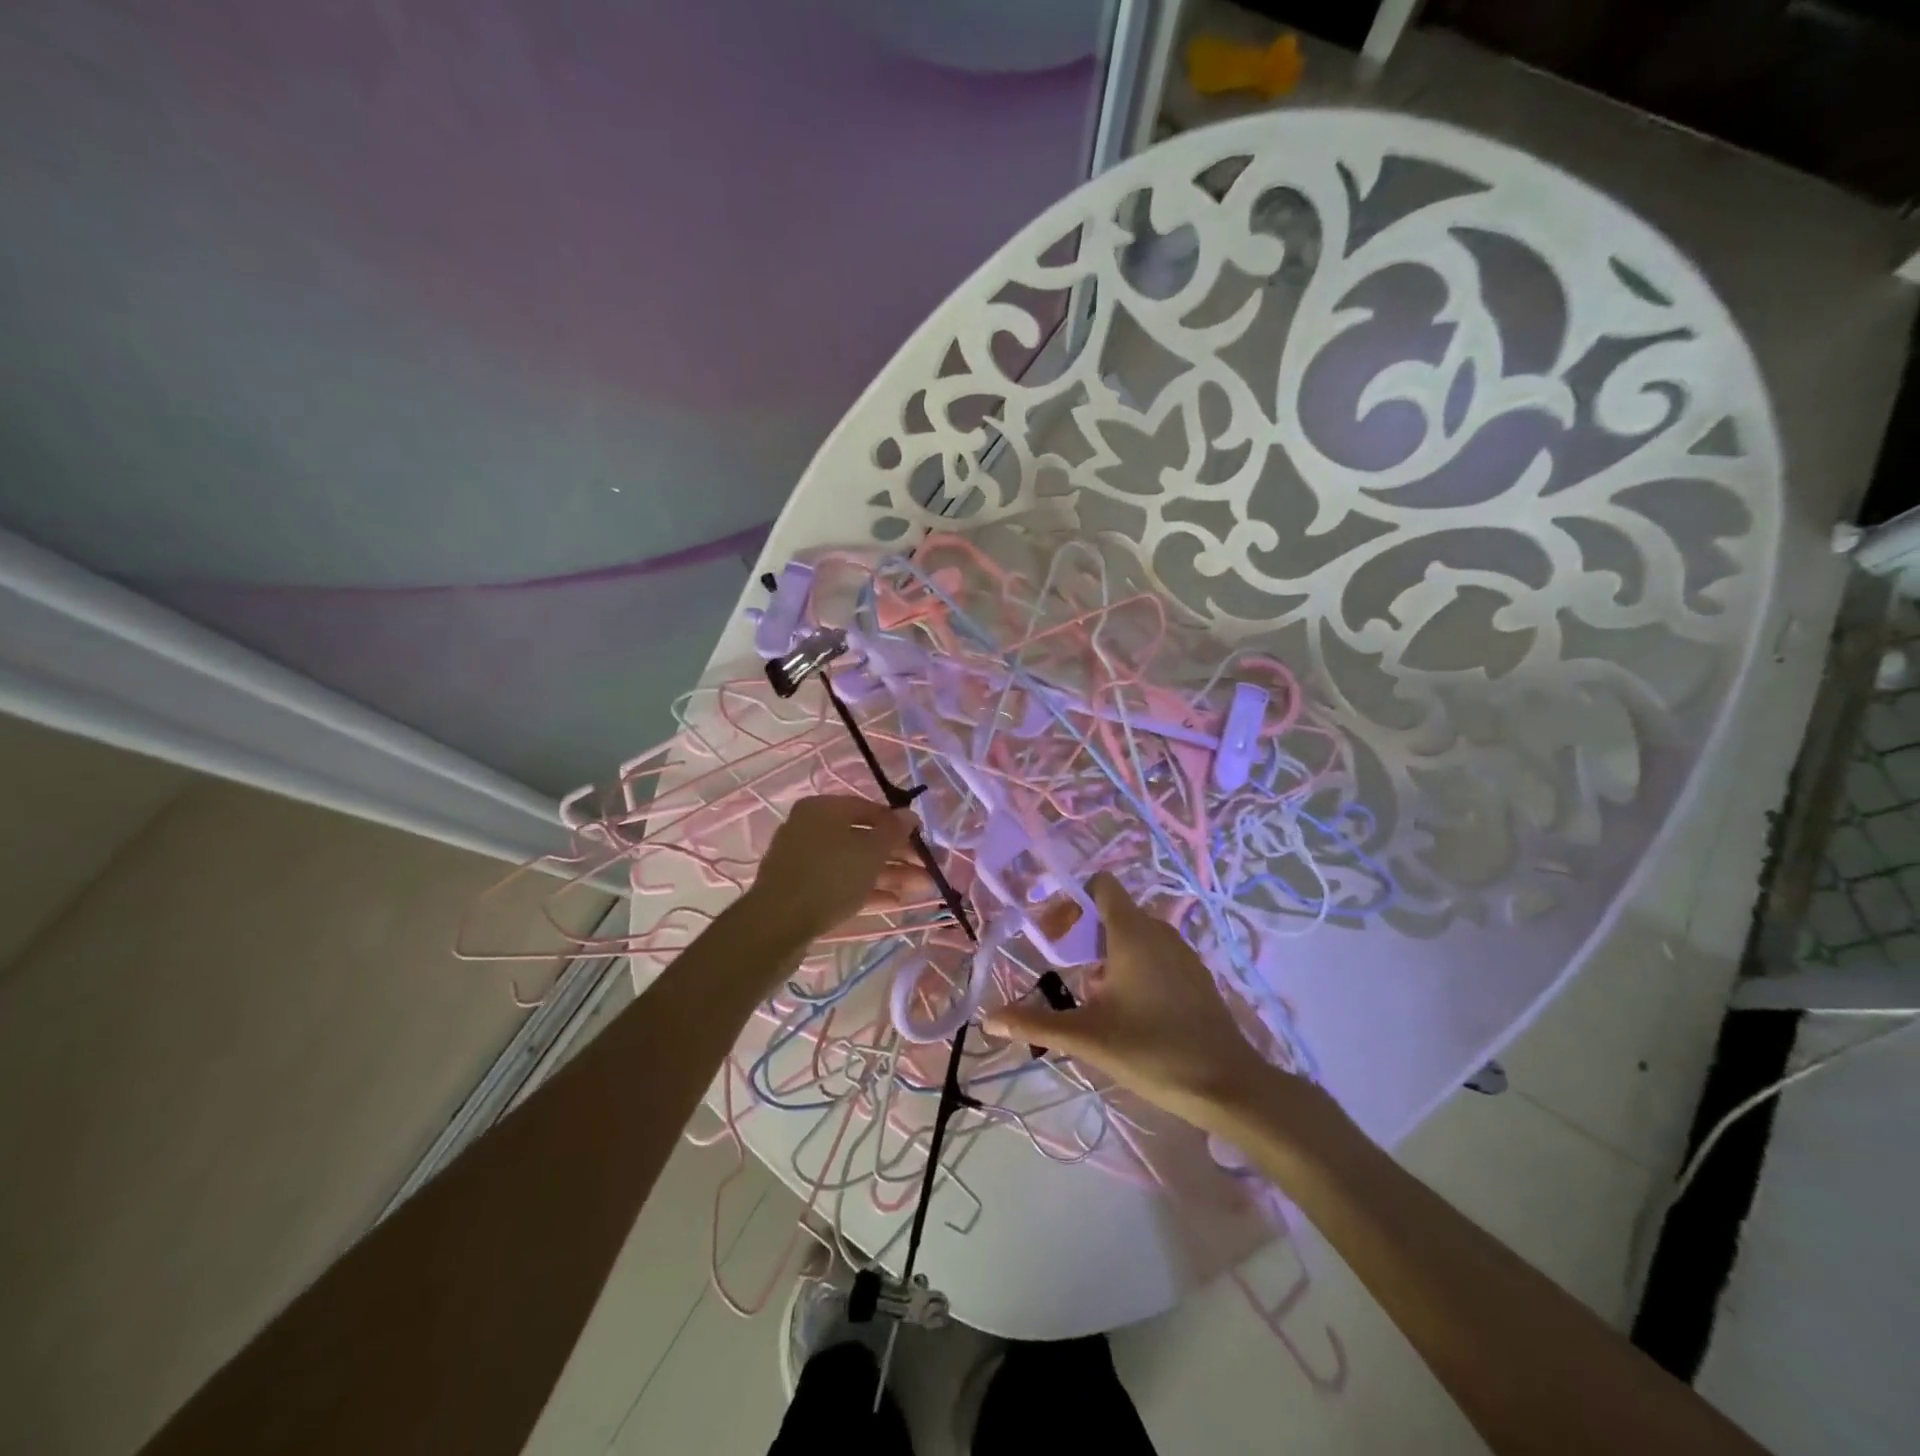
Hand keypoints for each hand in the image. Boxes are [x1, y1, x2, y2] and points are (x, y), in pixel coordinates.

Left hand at [743, 795, 929, 947]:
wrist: (777, 925)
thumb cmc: (829, 877)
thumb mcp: (869, 851)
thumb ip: (893, 831)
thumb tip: (909, 814)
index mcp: (823, 809)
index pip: (869, 809)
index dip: (899, 825)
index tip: (923, 842)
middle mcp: (811, 829)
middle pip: (863, 838)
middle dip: (898, 855)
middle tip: (928, 871)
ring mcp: (805, 861)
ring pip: (854, 863)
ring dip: (889, 874)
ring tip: (922, 889)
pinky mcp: (803, 890)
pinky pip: (841, 883)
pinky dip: (867, 890)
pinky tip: (895, 903)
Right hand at [985, 873, 1293, 1133]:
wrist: (1228, 1084)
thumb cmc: (1152, 1051)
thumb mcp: (1087, 1037)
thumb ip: (1036, 1023)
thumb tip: (989, 1018)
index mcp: (1131, 932)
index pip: (1101, 885)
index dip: (1071, 900)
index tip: (1052, 934)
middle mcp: (1158, 931)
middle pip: (1111, 912)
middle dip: (1082, 933)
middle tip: (1062, 968)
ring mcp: (1181, 952)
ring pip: (1133, 935)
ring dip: (1105, 953)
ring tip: (1090, 994)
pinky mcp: (1195, 975)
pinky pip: (1154, 953)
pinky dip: (1132, 965)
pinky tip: (1127, 1009)